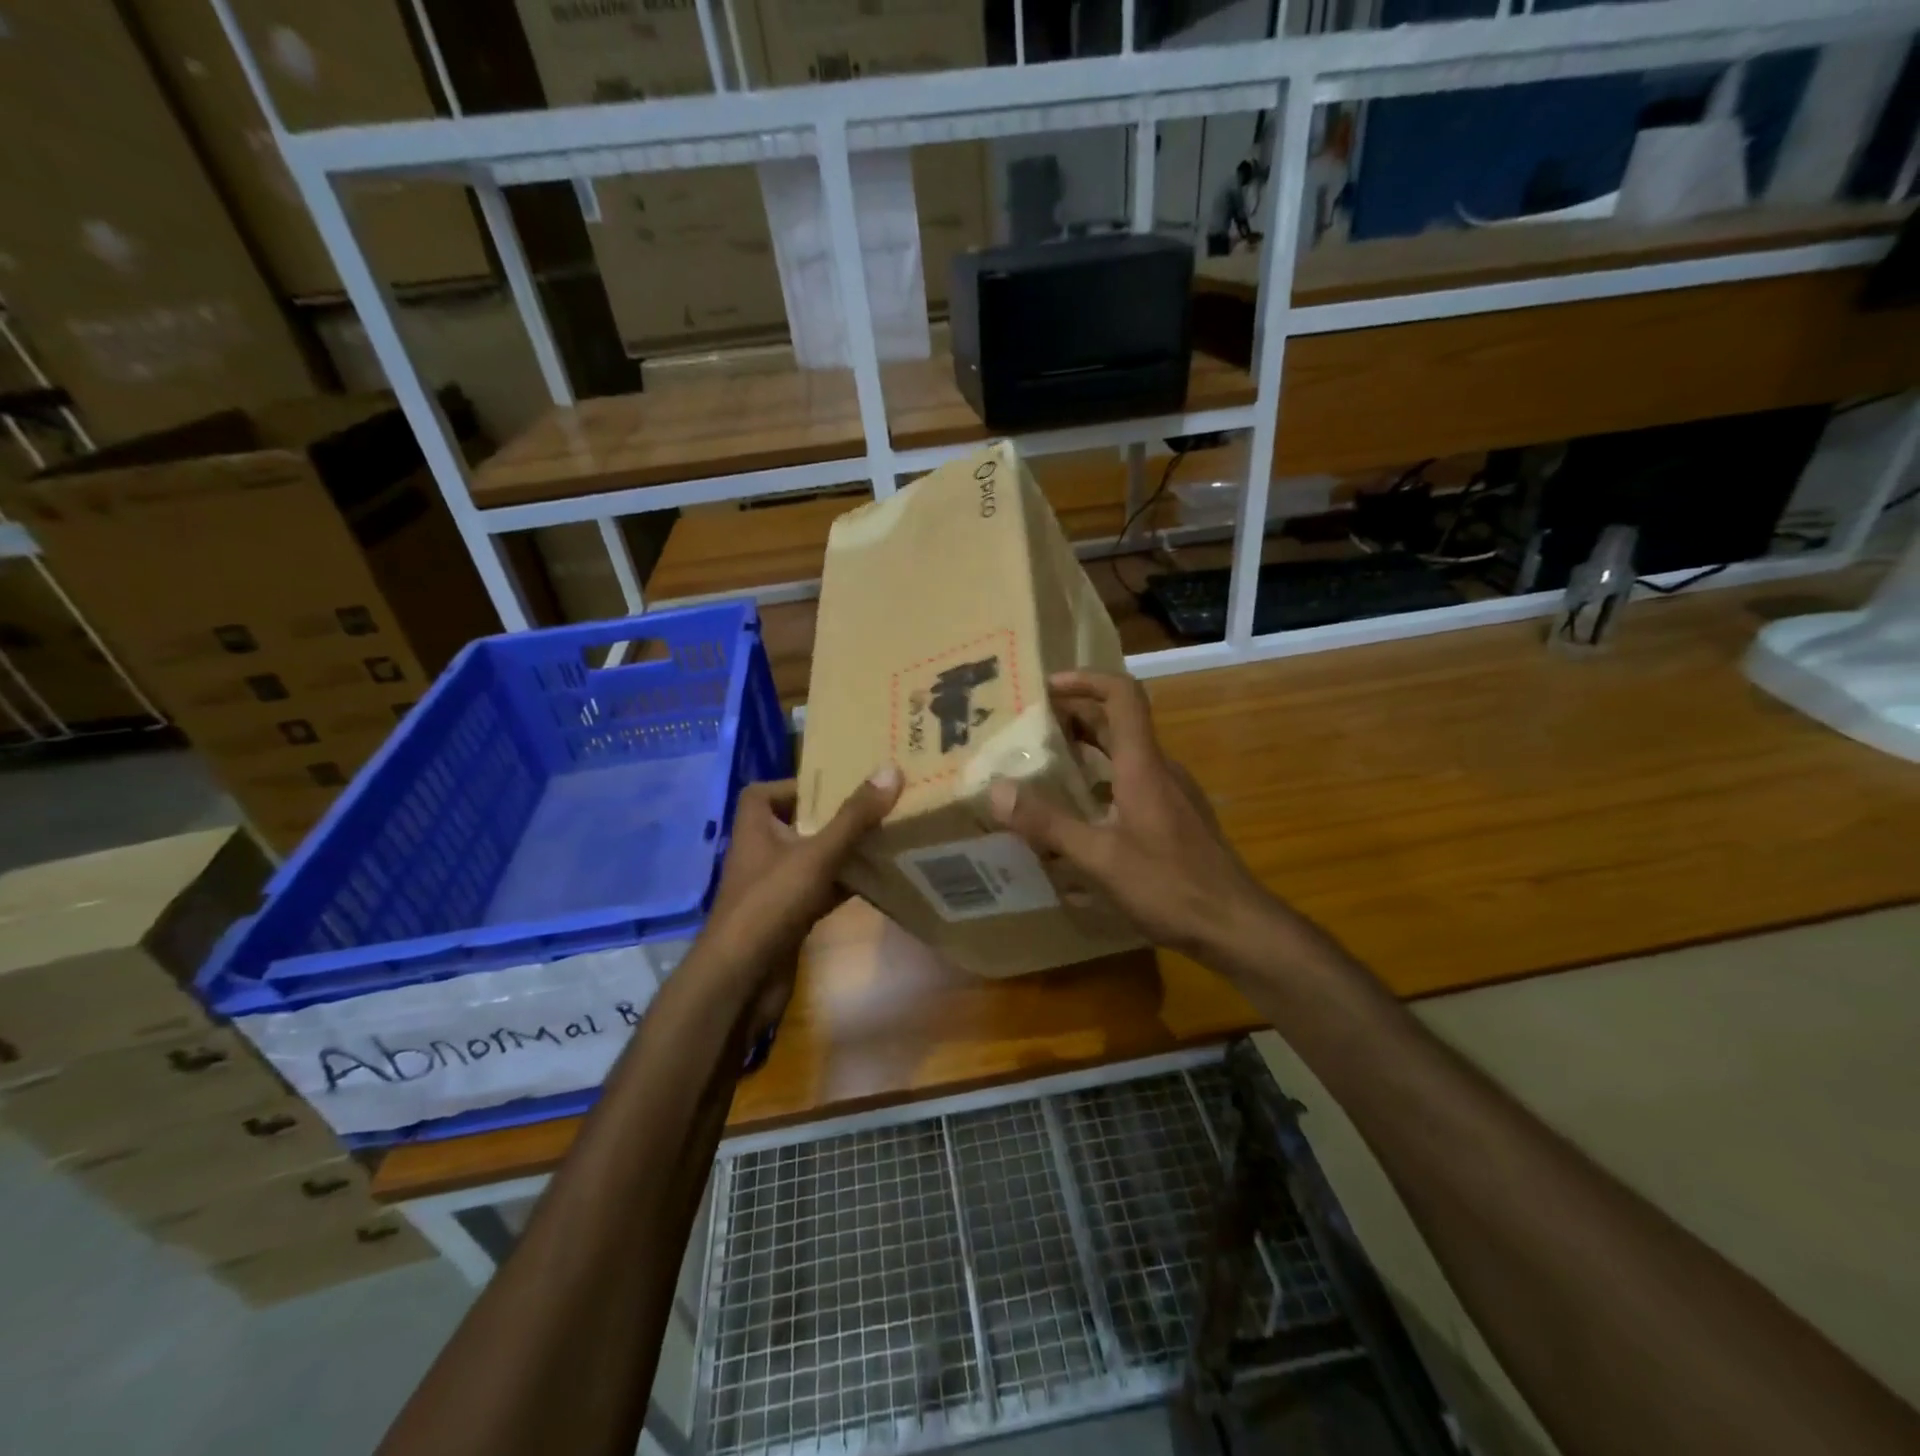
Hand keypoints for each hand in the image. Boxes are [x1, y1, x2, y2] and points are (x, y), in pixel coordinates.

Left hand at [698, 768, 902, 1026]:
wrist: (742, 979)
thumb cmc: (771, 904)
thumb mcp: (816, 854)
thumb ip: (853, 817)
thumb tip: (890, 771)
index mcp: (756, 829)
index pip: (762, 794)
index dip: (793, 785)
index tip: (831, 784)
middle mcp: (762, 854)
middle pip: (796, 825)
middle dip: (831, 816)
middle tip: (872, 806)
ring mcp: (775, 889)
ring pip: (813, 860)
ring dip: (842, 851)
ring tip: (884, 836)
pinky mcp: (789, 918)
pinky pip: (821, 891)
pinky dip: (845, 884)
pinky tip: (878, 880)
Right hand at [988, 671, 1268, 955]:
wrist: (1236, 924)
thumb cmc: (1169, 885)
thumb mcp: (1100, 858)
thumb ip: (1048, 823)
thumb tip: (997, 790)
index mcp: (1143, 766)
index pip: (1122, 696)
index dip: (1086, 680)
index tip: (1048, 687)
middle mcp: (1160, 770)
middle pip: (1119, 724)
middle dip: (1076, 717)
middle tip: (1032, 729)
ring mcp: (1173, 794)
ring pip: (1126, 756)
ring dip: (1088, 751)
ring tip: (1047, 768)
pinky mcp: (1177, 818)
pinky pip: (1135, 783)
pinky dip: (1103, 781)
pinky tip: (1082, 815)